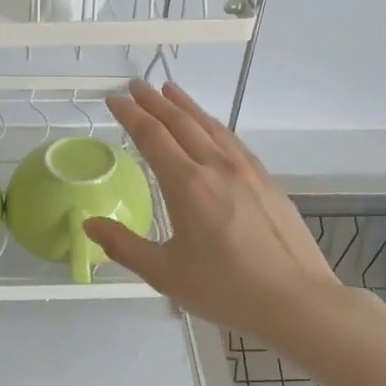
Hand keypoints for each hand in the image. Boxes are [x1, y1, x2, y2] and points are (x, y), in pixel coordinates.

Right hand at [84, 80, 340, 340]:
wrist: (296, 300)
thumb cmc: (225, 289)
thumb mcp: (165, 273)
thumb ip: (124, 246)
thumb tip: (89, 225)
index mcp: (187, 184)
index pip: (153, 136)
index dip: (131, 115)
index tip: (114, 99)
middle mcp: (217, 167)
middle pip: (181, 123)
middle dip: (155, 101)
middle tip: (137, 85)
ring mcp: (247, 171)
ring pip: (211, 126)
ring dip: (187, 106)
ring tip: (171, 91)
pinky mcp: (268, 182)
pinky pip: (233, 141)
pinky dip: (213, 126)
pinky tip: (212, 129)